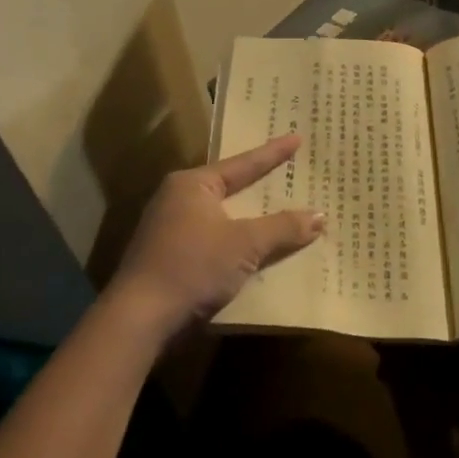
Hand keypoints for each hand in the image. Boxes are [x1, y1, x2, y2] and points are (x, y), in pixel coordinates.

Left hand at [107, 135, 323, 340]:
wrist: (138, 320)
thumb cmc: (192, 267)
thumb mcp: (245, 245)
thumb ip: (283, 228)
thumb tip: (320, 216)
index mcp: (193, 184)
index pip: (243, 164)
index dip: (273, 153)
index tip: (297, 137)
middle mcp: (177, 199)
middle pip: (231, 188)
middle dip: (261, 185)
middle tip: (291, 170)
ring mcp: (169, 229)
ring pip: (223, 216)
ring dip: (250, 218)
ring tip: (280, 209)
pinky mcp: (169, 258)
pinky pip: (214, 239)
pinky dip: (236, 241)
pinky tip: (256, 249)